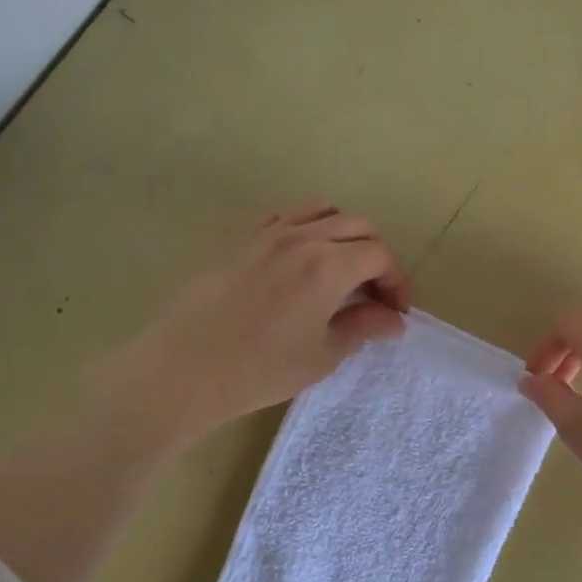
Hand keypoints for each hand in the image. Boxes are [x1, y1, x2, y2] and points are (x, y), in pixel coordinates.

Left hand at [101, 204, 410, 447]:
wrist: (185, 368)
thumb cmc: (261, 369)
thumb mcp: (323, 355)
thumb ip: (363, 328)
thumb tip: (394, 320)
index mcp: (329, 265)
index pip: (380, 256)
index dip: (396, 282)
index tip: (396, 312)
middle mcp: (303, 237)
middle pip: (358, 226)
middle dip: (376, 257)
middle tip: (374, 295)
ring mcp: (269, 233)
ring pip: (323, 212)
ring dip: (345, 236)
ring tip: (343, 272)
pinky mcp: (243, 239)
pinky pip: (287, 217)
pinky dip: (309, 229)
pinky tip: (302, 261)